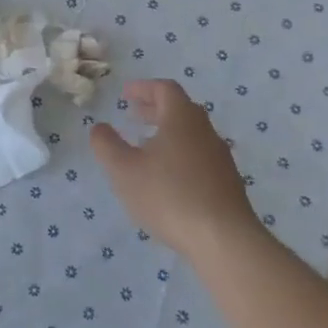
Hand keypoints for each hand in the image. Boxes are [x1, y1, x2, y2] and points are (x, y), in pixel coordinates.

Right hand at [89, 79, 258, 258]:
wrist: (223, 239)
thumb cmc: (168, 196)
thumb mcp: (124, 170)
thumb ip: (107, 145)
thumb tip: (100, 127)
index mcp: (182, 119)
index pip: (165, 89)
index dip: (143, 88)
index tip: (125, 94)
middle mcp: (205, 132)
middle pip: (181, 109)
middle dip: (155, 109)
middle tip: (133, 116)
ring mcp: (220, 158)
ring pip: (191, 135)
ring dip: (168, 133)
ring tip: (146, 148)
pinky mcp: (228, 183)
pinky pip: (200, 157)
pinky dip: (180, 155)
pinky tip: (167, 178)